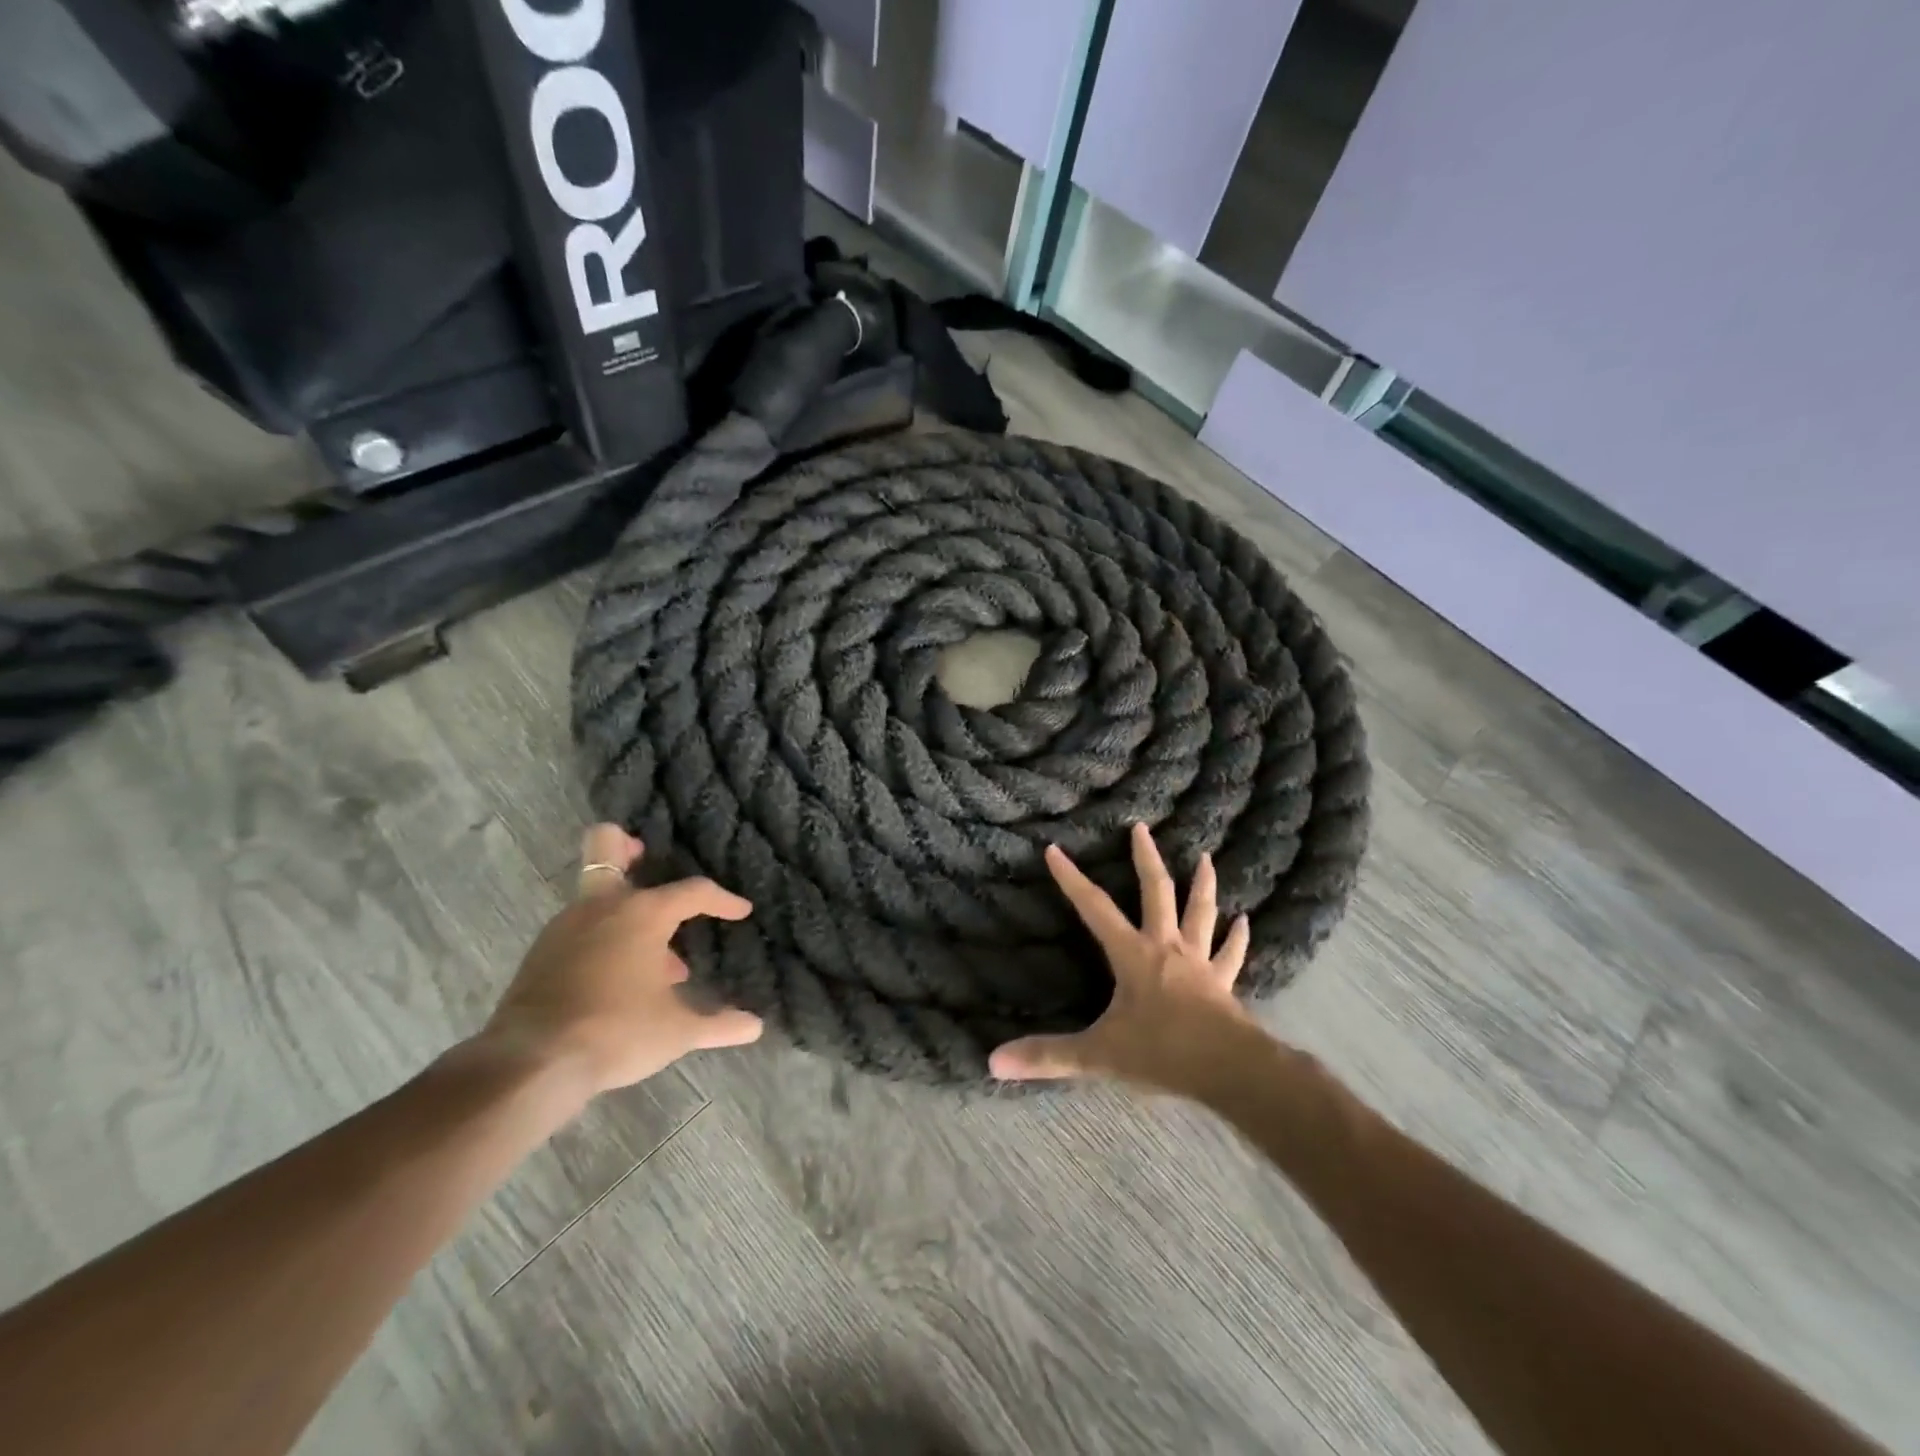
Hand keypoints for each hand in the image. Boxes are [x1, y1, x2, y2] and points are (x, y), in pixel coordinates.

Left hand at [478, 825, 763, 1097]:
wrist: (530, 1065)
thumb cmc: (616, 1032)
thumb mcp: (677, 1032)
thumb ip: (718, 1024)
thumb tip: (756, 1027)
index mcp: (643, 913)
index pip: (694, 892)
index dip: (723, 900)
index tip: (741, 912)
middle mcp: (601, 907)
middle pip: (605, 845)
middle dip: (626, 845)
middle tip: (646, 857)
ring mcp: (564, 927)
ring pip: (596, 897)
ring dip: (625, 913)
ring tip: (652, 955)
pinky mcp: (539, 955)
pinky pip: (578, 930)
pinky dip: (602, 940)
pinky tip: (619, 979)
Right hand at [991, 823, 1259, 1094]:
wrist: (1227, 1068)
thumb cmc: (1161, 1052)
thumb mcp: (1097, 1055)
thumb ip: (1047, 1056)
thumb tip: (993, 1062)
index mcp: (1132, 954)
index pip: (1094, 908)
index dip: (1071, 879)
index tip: (1054, 849)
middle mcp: (1166, 947)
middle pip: (1156, 892)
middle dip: (1146, 858)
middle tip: (1141, 828)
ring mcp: (1199, 962)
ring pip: (1200, 913)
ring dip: (1202, 885)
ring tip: (1206, 857)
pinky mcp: (1223, 983)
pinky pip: (1230, 954)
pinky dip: (1237, 937)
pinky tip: (1245, 921)